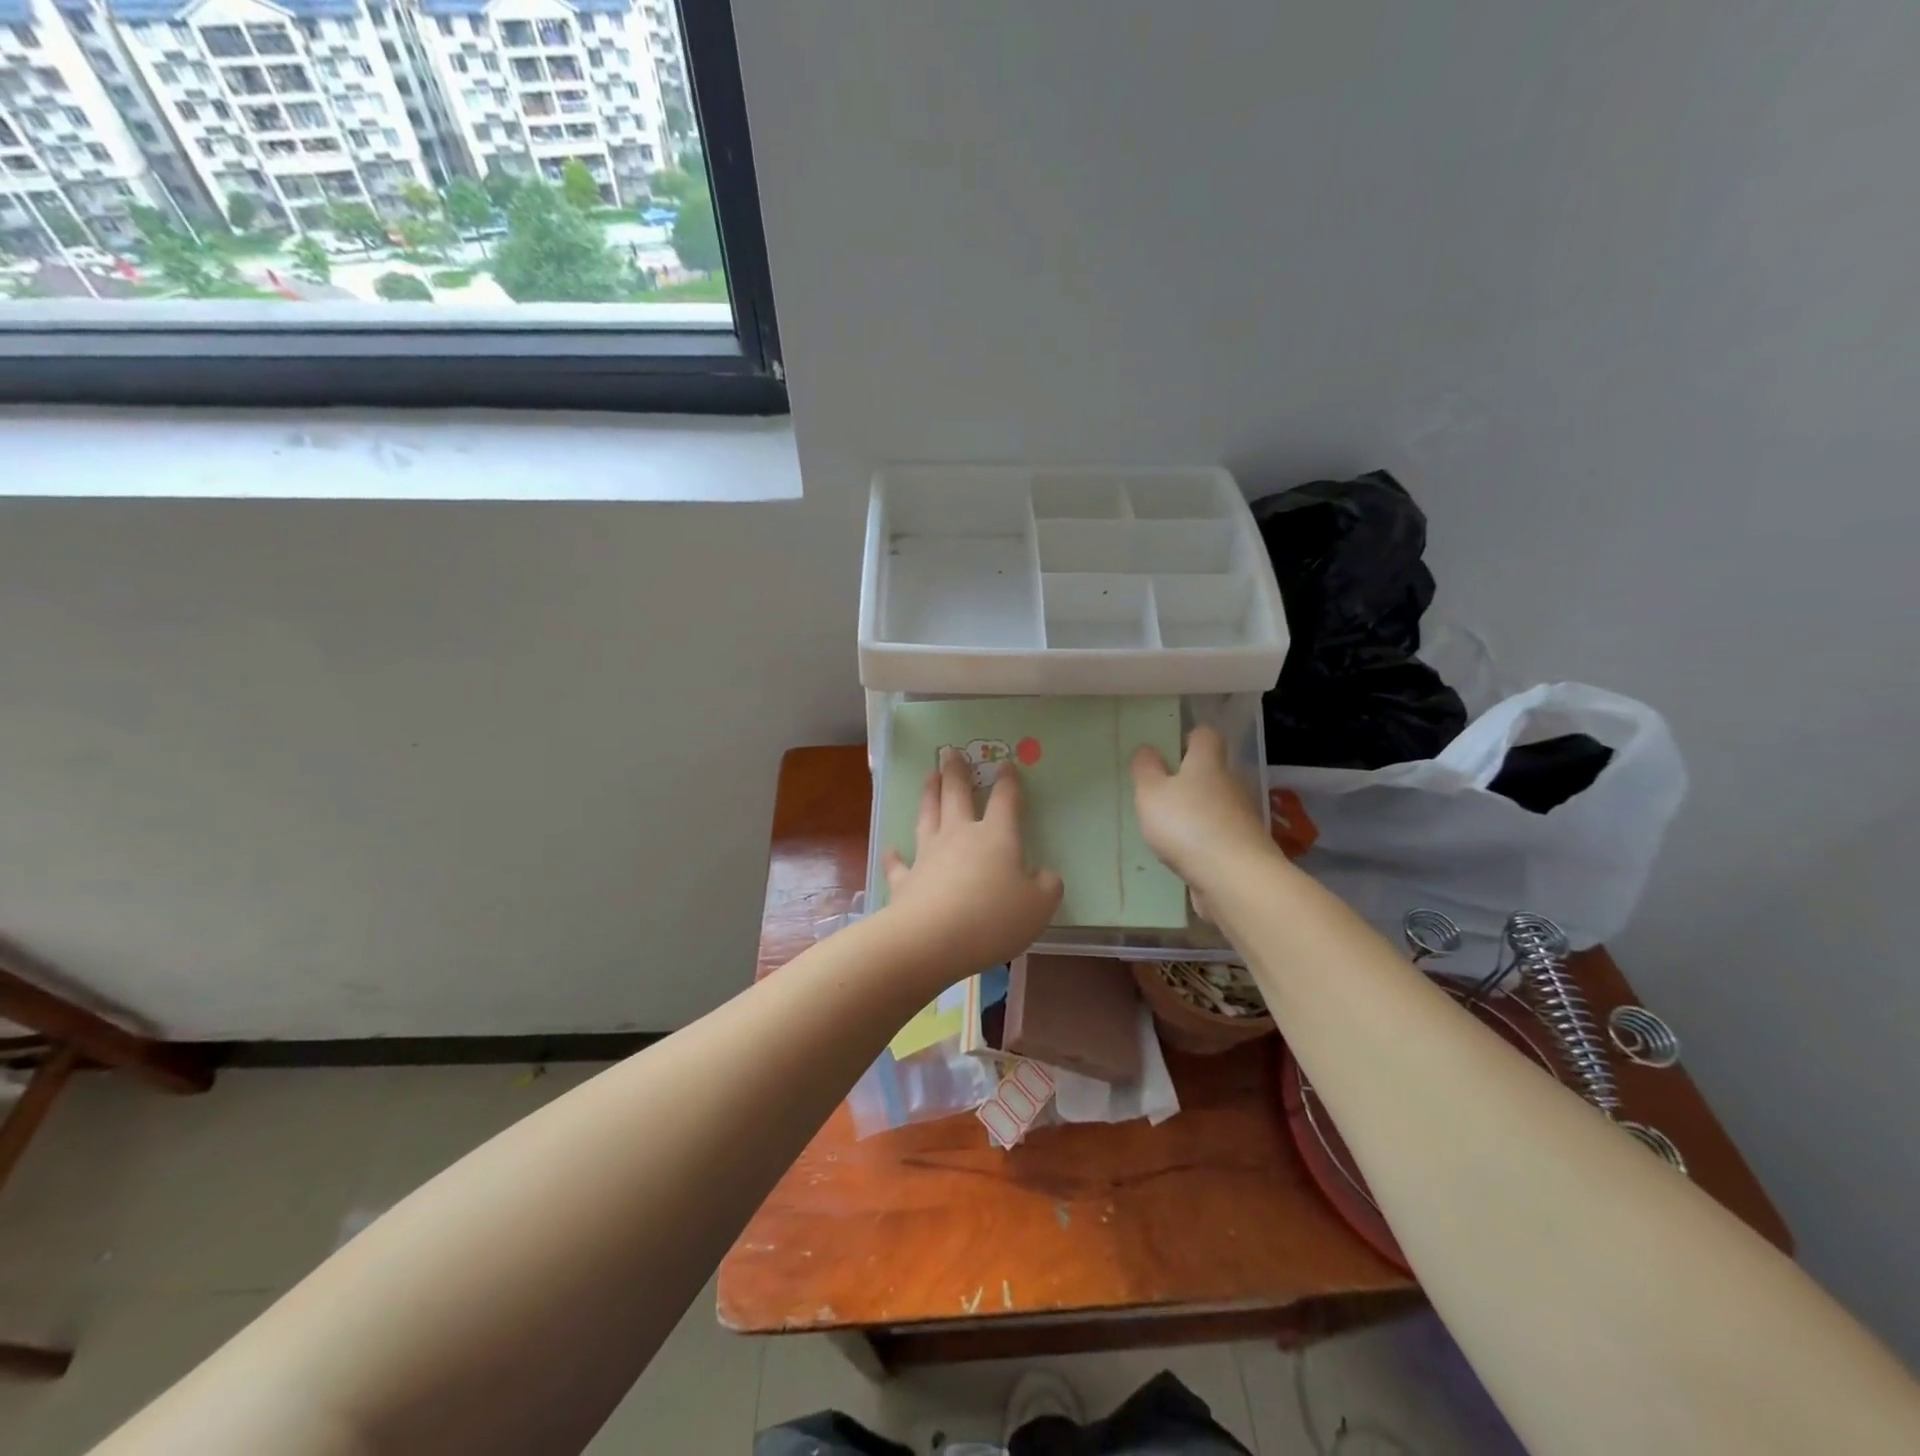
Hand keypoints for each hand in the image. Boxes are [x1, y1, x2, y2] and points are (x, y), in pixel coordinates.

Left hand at [881, 749, 1063, 982]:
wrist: (932, 939)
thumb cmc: (993, 919)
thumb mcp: (1039, 907)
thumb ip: (1047, 887)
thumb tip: (1045, 875)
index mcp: (997, 837)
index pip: (1005, 801)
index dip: (1008, 782)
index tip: (1006, 765)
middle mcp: (960, 836)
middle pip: (957, 795)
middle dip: (956, 772)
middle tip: (950, 752)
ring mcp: (928, 855)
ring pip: (928, 816)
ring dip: (929, 795)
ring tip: (929, 777)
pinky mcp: (906, 881)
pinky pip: (899, 864)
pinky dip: (895, 856)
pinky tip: (892, 849)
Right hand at [1130, 725, 1277, 890]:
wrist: (1235, 879)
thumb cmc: (1187, 825)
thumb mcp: (1151, 793)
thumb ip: (1145, 770)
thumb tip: (1147, 749)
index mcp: (1208, 763)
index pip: (1206, 735)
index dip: (1190, 737)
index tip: (1172, 748)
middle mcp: (1231, 784)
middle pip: (1214, 771)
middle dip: (1192, 779)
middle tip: (1163, 792)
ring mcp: (1242, 818)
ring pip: (1218, 805)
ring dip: (1198, 812)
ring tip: (1170, 828)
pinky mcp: (1245, 848)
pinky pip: (1221, 836)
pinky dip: (1206, 841)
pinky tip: (1186, 855)